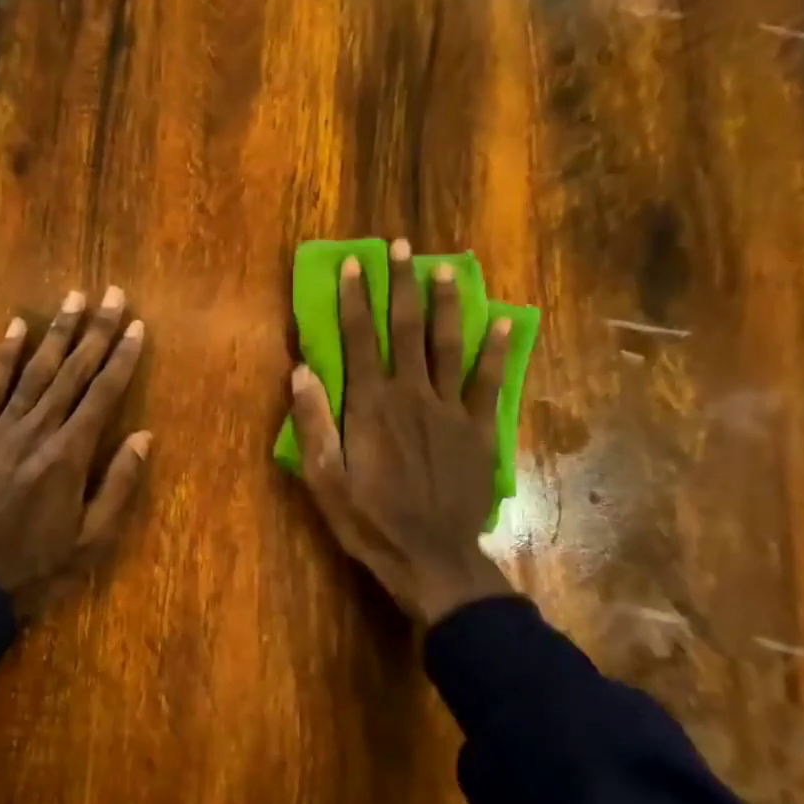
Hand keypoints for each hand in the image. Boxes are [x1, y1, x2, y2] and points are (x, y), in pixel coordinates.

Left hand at [0, 286, 151, 613]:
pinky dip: (4, 356)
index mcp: (68, 458)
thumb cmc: (34, 570)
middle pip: (72, 373)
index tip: (138, 327)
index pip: (103, 396)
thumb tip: (144, 437)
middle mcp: (36, 433)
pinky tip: (17, 327)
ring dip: (57, 332)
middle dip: (97, 332)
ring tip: (75, 298)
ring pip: (34, 372)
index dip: (123, 359)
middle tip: (114, 294)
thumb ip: (118, 486)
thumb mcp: (90, 542)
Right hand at [289, 239, 514, 624]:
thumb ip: (314, 422)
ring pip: (448, 345)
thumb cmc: (369, 520)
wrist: (432, 557)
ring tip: (445, 267)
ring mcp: (451, 409)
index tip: (354, 263)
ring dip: (445, 303)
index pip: (359, 339)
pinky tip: (502, 321)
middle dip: (401, 284)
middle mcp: (411, 395)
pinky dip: (496, 350)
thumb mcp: (325, 478)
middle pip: (406, 329)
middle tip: (402, 246)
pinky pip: (489, 381)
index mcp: (371, 405)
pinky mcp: (479, 429)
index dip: (355, 299)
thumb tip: (301, 370)